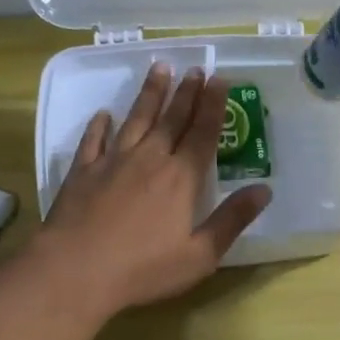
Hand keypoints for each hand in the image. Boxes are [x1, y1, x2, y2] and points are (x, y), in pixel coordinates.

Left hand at [35, 64, 271, 315]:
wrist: (75, 271)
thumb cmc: (144, 269)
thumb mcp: (200, 254)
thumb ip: (232, 220)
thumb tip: (264, 190)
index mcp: (182, 179)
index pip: (203, 133)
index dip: (213, 105)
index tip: (219, 78)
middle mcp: (150, 160)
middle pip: (171, 119)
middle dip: (186, 92)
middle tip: (195, 68)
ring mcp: (113, 162)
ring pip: (136, 120)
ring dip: (150, 95)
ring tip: (160, 69)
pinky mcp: (83, 172)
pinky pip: (93, 140)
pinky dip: (99, 125)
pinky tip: (103, 114)